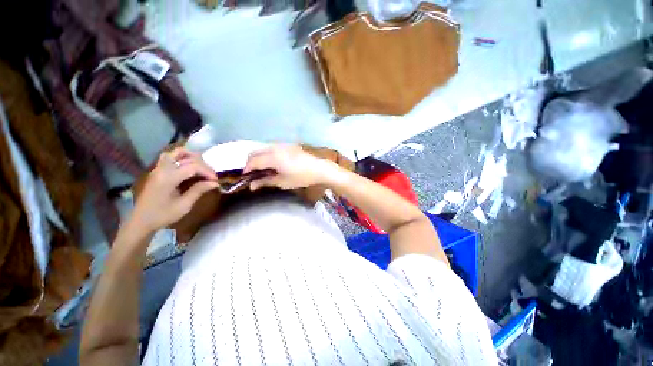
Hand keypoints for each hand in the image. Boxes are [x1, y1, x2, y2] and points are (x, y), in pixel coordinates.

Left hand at [130, 148, 218, 233]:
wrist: (141, 221)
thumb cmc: (163, 215)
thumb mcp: (184, 205)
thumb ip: (199, 190)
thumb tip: (215, 183)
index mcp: (168, 178)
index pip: (193, 167)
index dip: (207, 172)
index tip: (216, 181)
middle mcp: (163, 169)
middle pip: (187, 158)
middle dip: (203, 165)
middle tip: (211, 176)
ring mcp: (159, 168)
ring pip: (176, 152)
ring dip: (192, 156)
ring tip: (202, 166)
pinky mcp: (158, 170)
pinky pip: (170, 157)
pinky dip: (182, 157)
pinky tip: (189, 166)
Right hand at [244, 144, 336, 190]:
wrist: (319, 169)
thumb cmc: (301, 177)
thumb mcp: (282, 182)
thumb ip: (265, 182)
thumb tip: (251, 185)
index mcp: (273, 157)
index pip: (253, 161)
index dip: (247, 169)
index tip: (246, 177)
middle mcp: (275, 148)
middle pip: (255, 152)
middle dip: (250, 162)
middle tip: (253, 174)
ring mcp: (282, 145)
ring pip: (263, 148)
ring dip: (258, 157)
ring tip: (262, 169)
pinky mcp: (288, 145)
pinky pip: (272, 147)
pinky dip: (267, 154)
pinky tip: (272, 163)